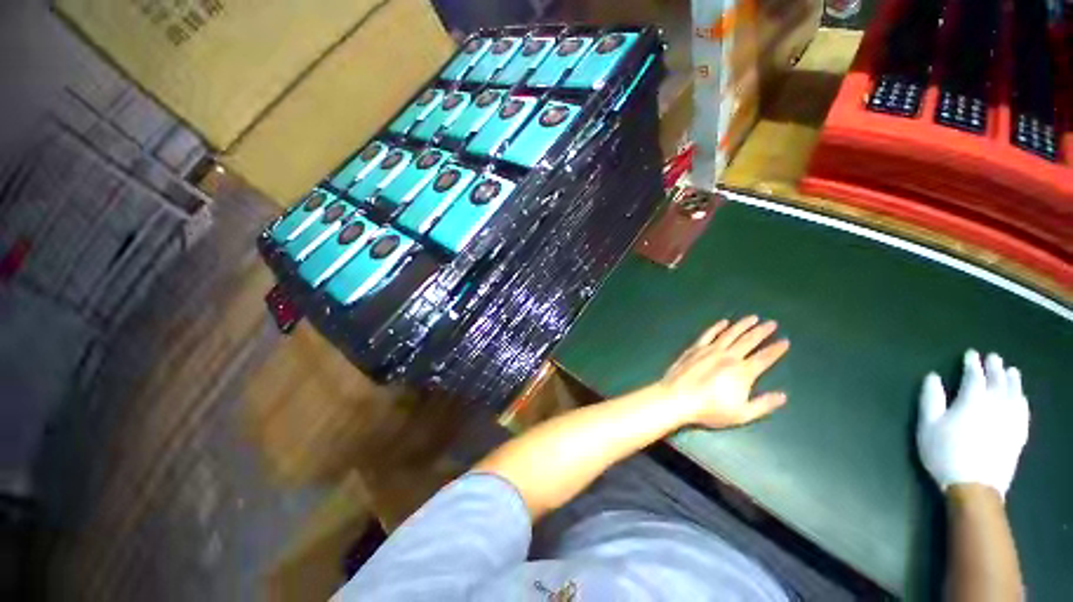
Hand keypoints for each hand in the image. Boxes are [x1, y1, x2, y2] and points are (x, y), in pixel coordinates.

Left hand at [659, 316, 789, 428]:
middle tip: (771, 323)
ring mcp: (710, 350)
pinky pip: (708, 334)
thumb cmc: (709, 409)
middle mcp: (728, 357)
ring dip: (742, 325)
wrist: (677, 398)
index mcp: (742, 372)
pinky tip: (723, 322)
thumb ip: (763, 405)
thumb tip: (782, 396)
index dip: (776, 350)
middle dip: (762, 331)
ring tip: (752, 318)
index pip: (764, 358)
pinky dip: (717, 327)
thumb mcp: (741, 415)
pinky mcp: (694, 348)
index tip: (785, 341)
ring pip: (729, 333)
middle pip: (748, 340)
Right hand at [917, 350, 1029, 497]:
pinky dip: (1022, 400)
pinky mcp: (1018, 434)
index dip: (972, 363)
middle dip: (995, 368)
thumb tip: (933, 377)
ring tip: (1011, 371)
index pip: (975, 376)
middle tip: (994, 357)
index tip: (971, 354)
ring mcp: (1011, 420)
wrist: (974, 486)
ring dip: (1013, 381)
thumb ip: (931, 399)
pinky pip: (1023, 411)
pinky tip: (1022, 397)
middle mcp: (996, 405)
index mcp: (973, 400)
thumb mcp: (928, 425)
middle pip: (998, 381)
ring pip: (1015, 394)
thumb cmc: (945, 452)